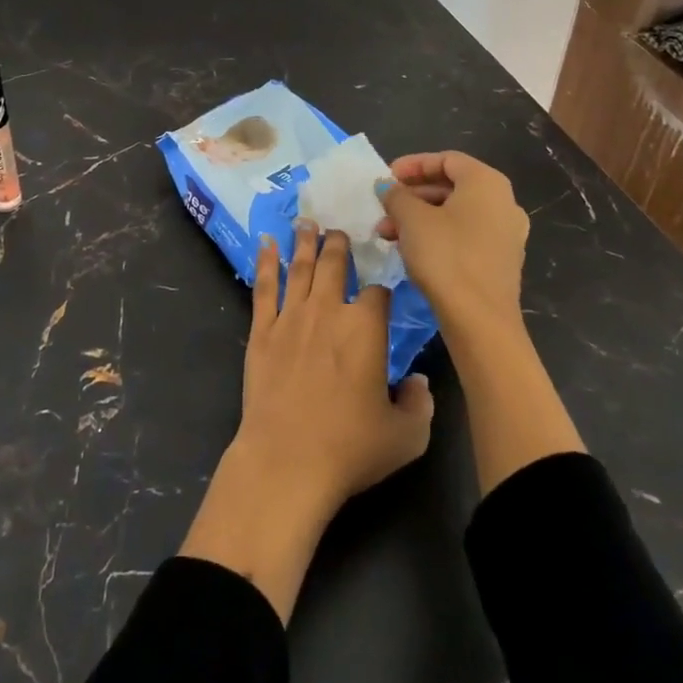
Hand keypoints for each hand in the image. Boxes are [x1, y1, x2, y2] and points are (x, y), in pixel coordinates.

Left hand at [236, 220, 433, 506]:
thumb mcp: (405, 437)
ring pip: (300, 267)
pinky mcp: (262, 330)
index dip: (382, 289)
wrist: (286, 460)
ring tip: (307, 222)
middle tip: (338, 230)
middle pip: (334, 264)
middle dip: (339, 244)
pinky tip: (266, 243)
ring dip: (305, 242)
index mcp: (365, 328)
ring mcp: (291, 317)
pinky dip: (266, 261)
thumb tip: (419, 383)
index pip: (378, 292)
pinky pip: (264, 286)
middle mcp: (328, 310)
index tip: (383, 287)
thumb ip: (420, 405)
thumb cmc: (350, 448)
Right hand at [375, 150, 529, 340]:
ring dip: (419, 218)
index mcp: (487, 182)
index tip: (386, 178)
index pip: (446, 159)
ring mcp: (506, 233)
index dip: (412, 165)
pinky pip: (465, 235)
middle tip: (383, 207)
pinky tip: (410, 250)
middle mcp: (503, 202)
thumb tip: (386, 186)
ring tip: (387, 233)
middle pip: (451, 186)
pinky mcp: (501, 261)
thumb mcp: (411, 219)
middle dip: (412, 195)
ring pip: (455, 213)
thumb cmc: (446, 256)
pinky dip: (437, 235)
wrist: (480, 321)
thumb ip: (396, 195)